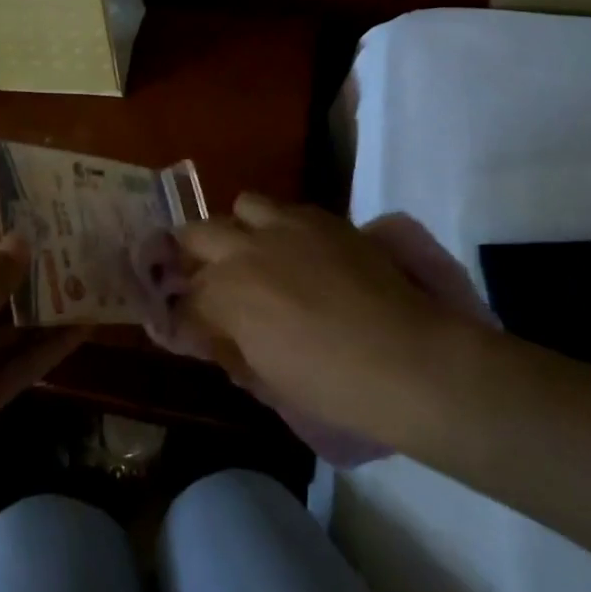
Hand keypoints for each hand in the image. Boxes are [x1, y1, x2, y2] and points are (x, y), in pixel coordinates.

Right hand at [175, 193, 485, 443]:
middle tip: (204, 280)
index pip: (185, 299)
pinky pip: (287, 209)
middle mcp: (247, 248)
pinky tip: (297, 251)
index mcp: (227, 293)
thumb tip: (215, 337)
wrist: (409, 359)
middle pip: (196, 234)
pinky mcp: (324, 218)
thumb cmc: (334, 386)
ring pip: (243, 205)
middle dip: (191, 256)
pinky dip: (279, 226)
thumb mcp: (269, 378)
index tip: (186, 326)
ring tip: (253, 252)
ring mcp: (287, 226)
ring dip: (238, 228)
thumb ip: (233, 348)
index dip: (181, 315)